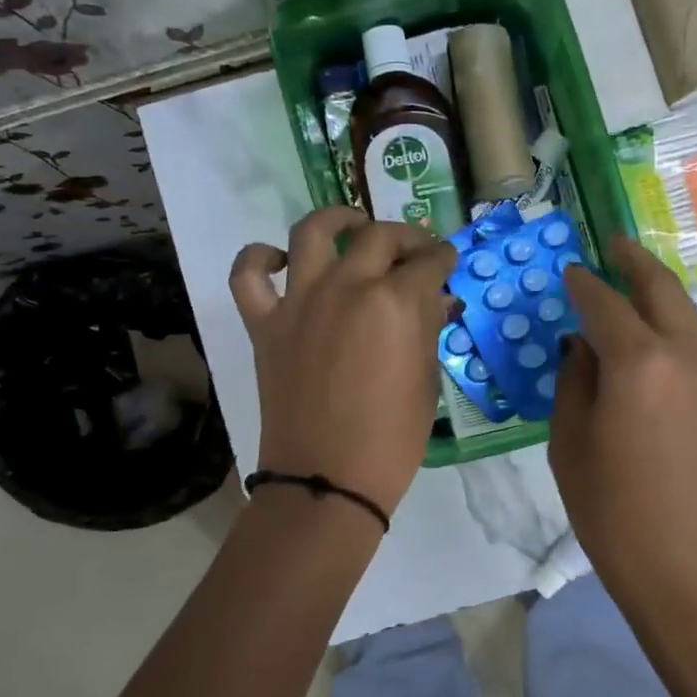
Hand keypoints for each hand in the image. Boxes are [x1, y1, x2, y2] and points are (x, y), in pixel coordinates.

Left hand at [230, 208, 455, 517]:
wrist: (328, 478)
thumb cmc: (392, 438)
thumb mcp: (426, 380)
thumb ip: (427, 329)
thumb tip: (433, 300)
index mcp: (395, 301)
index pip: (428, 262)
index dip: (443, 258)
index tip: (447, 261)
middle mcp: (347, 285)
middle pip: (379, 236)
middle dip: (406, 236)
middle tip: (415, 249)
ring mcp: (300, 301)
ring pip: (312, 232)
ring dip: (336, 218)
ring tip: (351, 223)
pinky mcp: (265, 323)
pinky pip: (249, 274)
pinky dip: (260, 257)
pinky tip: (282, 260)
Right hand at [551, 236, 696, 604]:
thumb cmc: (619, 519)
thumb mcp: (572, 450)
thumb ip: (574, 386)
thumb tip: (581, 348)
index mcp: (639, 363)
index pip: (605, 305)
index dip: (584, 284)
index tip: (569, 271)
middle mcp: (685, 359)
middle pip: (664, 292)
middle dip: (637, 263)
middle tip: (615, 244)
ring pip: (688, 319)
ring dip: (662, 294)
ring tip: (637, 283)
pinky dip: (674, 330)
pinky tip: (655, 345)